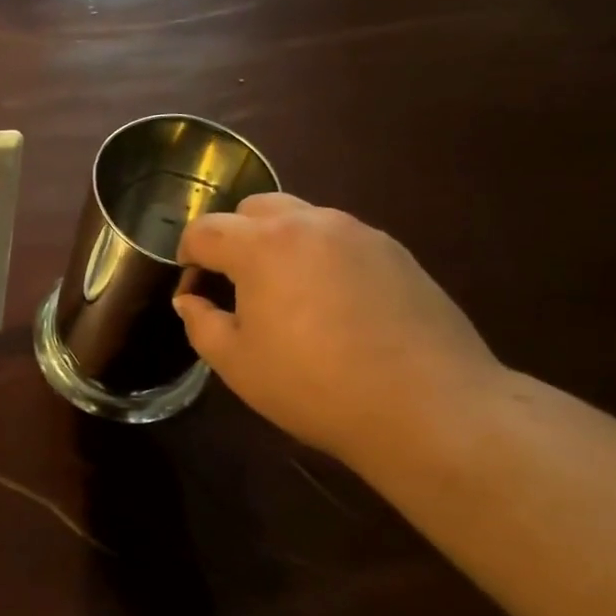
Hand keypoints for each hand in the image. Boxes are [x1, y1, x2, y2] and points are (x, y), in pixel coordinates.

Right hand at [174, 194, 506, 463]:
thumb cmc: (314, 385)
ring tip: (282, 294)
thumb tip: (190, 301)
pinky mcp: (395, 252)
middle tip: (233, 284)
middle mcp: (311, 223)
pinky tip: (329, 304)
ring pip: (301, 219)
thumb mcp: (237, 363)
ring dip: (276, 244)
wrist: (428, 406)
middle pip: (254, 208)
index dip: (187, 257)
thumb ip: (201, 323)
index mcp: (263, 245)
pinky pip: (339, 239)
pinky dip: (318, 256)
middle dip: (232, 238)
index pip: (206, 230)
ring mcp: (359, 233)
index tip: (192, 290)